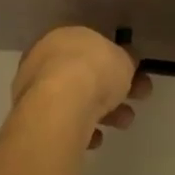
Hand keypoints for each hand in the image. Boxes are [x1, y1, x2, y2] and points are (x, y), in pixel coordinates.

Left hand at [11, 26, 152, 148]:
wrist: (61, 106)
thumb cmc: (94, 70)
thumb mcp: (124, 59)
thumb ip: (126, 60)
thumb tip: (126, 61)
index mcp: (64, 36)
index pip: (91, 47)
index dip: (116, 61)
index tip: (135, 74)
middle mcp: (45, 59)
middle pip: (85, 74)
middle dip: (114, 88)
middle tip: (139, 98)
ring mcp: (36, 89)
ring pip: (76, 99)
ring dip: (104, 111)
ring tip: (124, 122)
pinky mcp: (35, 119)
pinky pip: (64, 122)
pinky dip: (82, 130)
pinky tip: (96, 138)